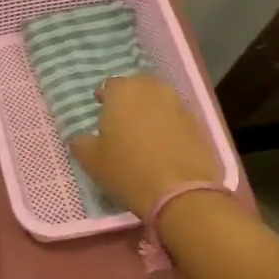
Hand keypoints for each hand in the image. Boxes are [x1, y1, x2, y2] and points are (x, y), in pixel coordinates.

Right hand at [69, 74, 219, 217]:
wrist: (182, 193)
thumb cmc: (128, 171)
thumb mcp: (92, 162)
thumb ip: (81, 143)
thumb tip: (79, 137)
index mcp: (123, 92)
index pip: (110, 85)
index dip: (104, 97)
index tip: (101, 109)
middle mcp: (152, 90)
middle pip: (138, 87)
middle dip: (130, 98)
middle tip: (122, 119)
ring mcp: (179, 105)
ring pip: (160, 100)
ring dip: (152, 110)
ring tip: (145, 132)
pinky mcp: (199, 124)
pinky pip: (177, 118)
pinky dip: (170, 126)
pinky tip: (165, 146)